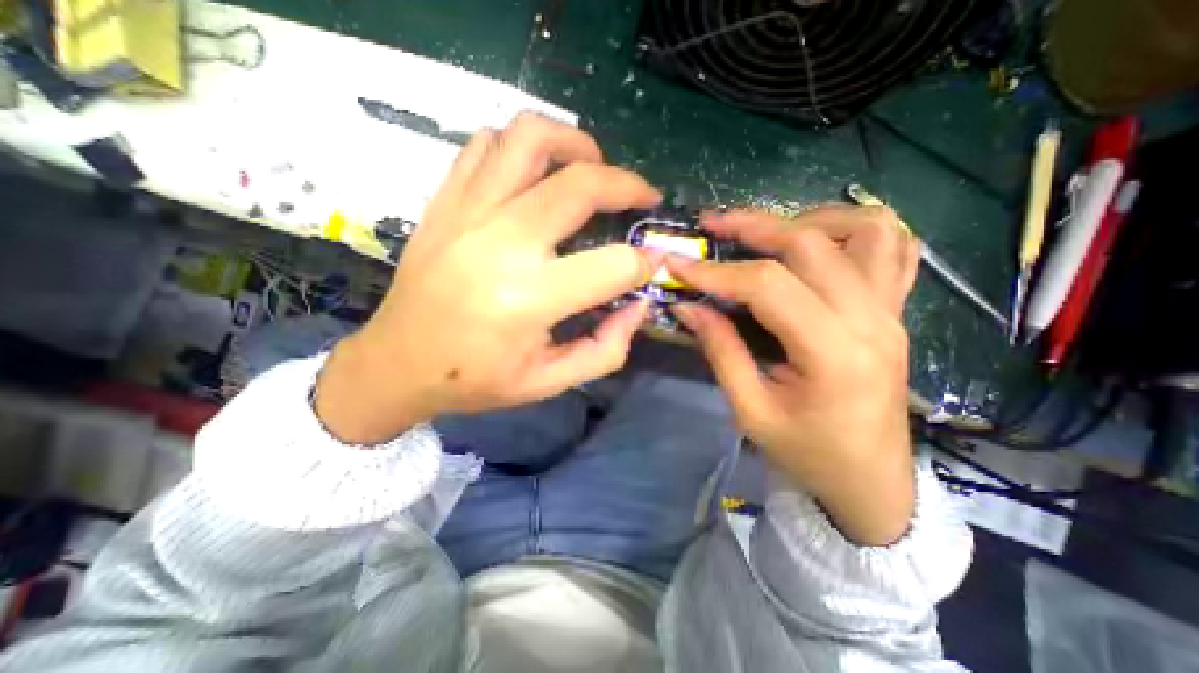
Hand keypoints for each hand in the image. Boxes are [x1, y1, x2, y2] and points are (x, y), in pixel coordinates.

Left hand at [312, 114, 658, 444]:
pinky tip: (537, 174)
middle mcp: (500, 244)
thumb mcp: (549, 382)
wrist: (397, 364)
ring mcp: (466, 213)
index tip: (650, 264)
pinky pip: (487, 144)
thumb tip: (639, 305)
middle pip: (581, 185)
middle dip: (628, 186)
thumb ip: (606, 349)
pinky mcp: (445, 202)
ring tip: (593, 166)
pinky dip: (524, 146)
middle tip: (643, 197)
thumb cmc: (476, 380)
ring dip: (575, 144)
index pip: (612, 266)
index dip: (643, 264)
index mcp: (528, 300)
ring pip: (530, 139)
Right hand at [670, 204, 918, 546]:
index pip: (767, 287)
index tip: (679, 265)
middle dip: (753, 227)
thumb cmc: (807, 453)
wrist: (870, 480)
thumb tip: (688, 307)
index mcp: (834, 354)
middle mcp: (871, 320)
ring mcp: (891, 311)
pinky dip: (854, 229)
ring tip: (768, 231)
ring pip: (865, 229)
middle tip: (712, 225)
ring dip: (809, 219)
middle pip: (810, 245)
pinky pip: (893, 248)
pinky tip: (819, 241)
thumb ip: (720, 350)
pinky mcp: (895, 311)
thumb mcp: (750, 409)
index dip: (717, 272)